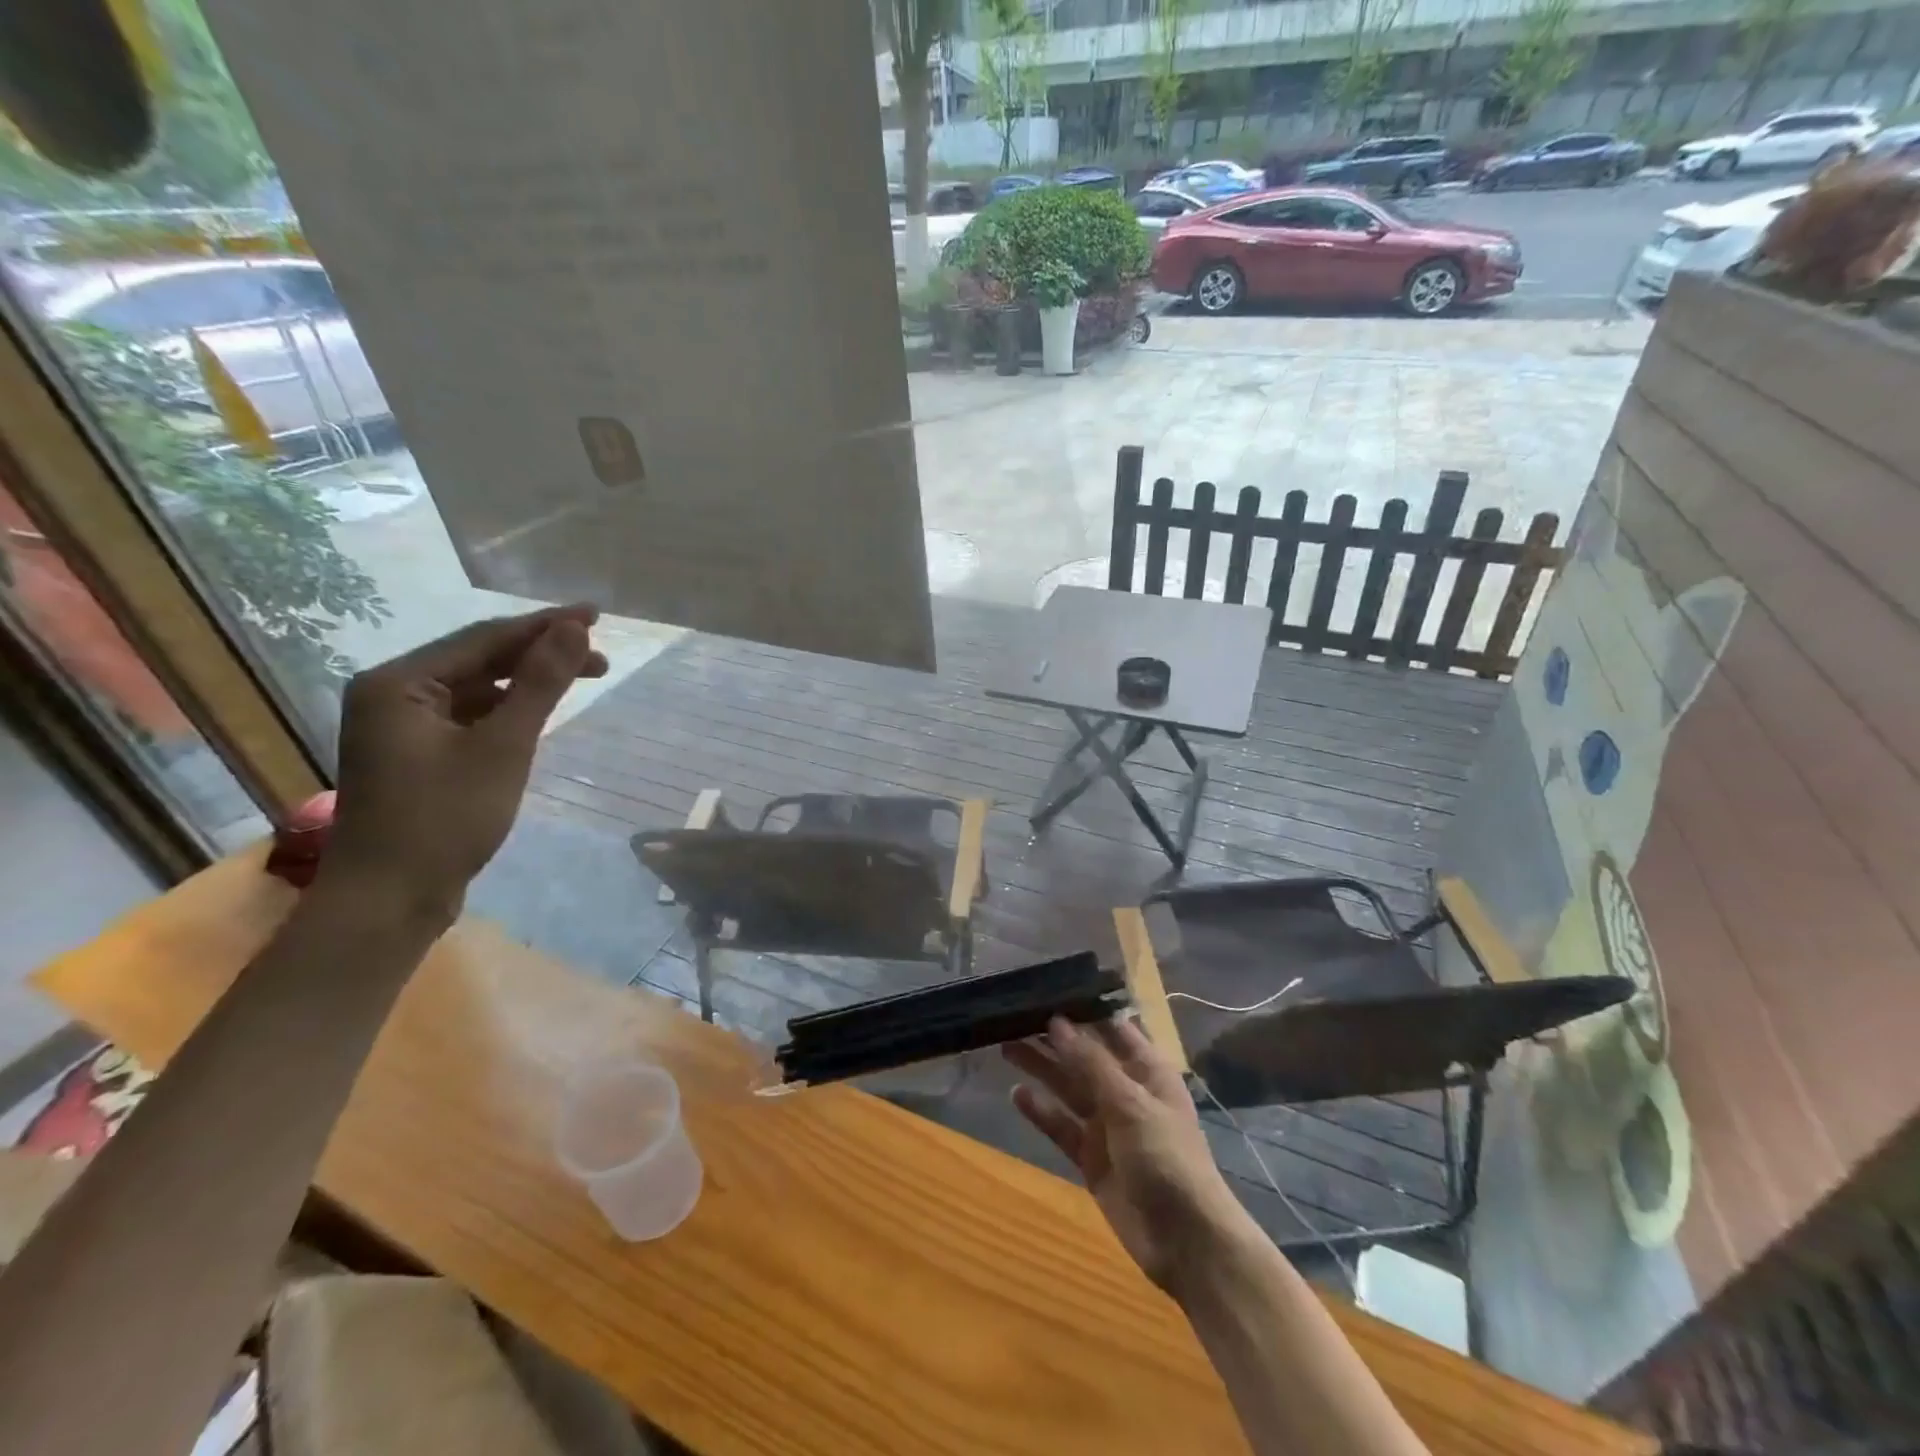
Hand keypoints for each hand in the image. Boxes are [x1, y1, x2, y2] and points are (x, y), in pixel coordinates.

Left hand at [326, 605, 607, 921]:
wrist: (390, 899)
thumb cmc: (445, 819)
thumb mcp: (503, 747)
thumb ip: (540, 683)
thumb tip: (573, 628)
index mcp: (399, 683)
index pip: (484, 638)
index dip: (544, 625)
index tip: (595, 615)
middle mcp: (392, 694)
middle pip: (479, 659)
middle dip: (540, 653)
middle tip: (600, 656)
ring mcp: (401, 726)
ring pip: (476, 688)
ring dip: (527, 681)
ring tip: (580, 679)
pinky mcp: (415, 755)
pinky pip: (469, 715)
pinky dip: (507, 709)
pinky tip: (538, 712)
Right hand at [1005, 1016, 1245, 1289]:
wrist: (1185, 1241)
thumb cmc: (1167, 1158)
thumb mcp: (1130, 1103)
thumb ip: (1090, 1063)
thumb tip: (1057, 1021)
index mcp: (1146, 1070)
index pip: (1111, 1028)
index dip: (1082, 1009)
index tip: (1046, 990)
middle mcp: (1125, 1091)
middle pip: (1083, 1056)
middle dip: (1053, 1038)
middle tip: (1013, 1017)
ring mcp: (1107, 1125)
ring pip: (1068, 1087)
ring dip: (1041, 1068)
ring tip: (1004, 1046)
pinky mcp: (1091, 1158)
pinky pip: (1061, 1126)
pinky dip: (1041, 1111)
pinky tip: (1017, 1094)